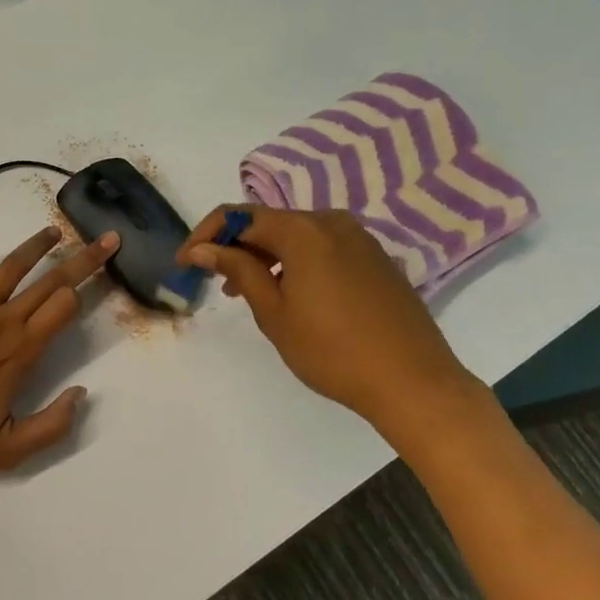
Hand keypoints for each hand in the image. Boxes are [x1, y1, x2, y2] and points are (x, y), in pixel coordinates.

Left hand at [0, 225, 119, 477]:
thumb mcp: (8, 452)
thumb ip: (52, 426)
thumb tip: (82, 394)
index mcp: (20, 352)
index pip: (64, 307)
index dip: (88, 289)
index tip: (106, 276)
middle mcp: (0, 321)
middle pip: (49, 281)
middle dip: (83, 259)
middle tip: (106, 239)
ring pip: (10, 268)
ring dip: (36, 246)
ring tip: (55, 231)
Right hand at [178, 206, 489, 442]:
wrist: (414, 382)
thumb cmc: (333, 351)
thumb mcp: (273, 312)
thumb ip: (238, 270)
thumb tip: (204, 248)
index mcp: (303, 230)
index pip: (238, 216)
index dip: (206, 235)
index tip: (186, 263)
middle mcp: (331, 222)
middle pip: (269, 222)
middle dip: (236, 247)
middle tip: (216, 282)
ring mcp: (359, 238)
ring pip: (296, 236)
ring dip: (266, 256)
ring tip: (249, 292)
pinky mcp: (375, 258)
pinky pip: (323, 248)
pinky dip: (297, 263)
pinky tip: (292, 295)